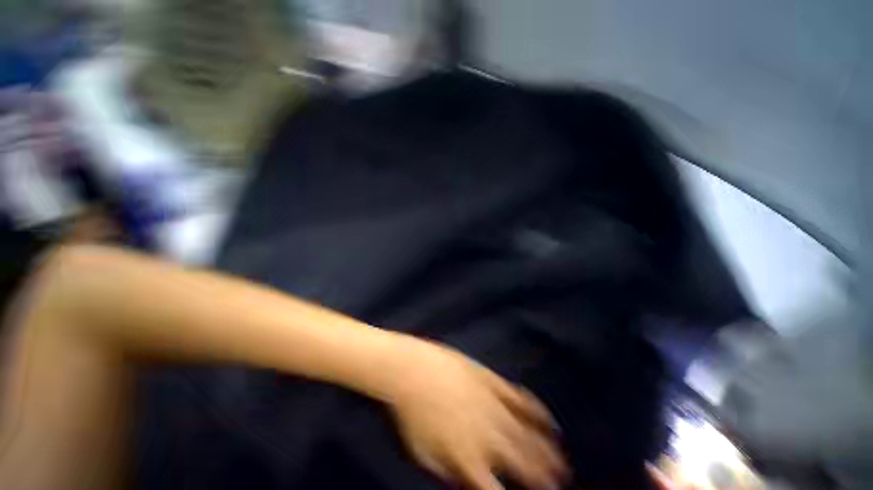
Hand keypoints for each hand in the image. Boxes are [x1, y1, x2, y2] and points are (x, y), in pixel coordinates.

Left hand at [383, 337, 568, 489]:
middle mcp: (486, 435)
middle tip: (558, 483)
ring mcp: (491, 404)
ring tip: (561, 462)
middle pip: (521, 462)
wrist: (408, 369)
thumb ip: (449, 474)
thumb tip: (470, 484)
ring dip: (546, 450)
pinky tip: (546, 418)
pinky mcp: (490, 380)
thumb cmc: (409, 414)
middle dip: (542, 477)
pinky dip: (535, 410)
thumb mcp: (423, 455)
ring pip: (526, 432)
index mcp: (468, 458)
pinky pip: (518, 398)